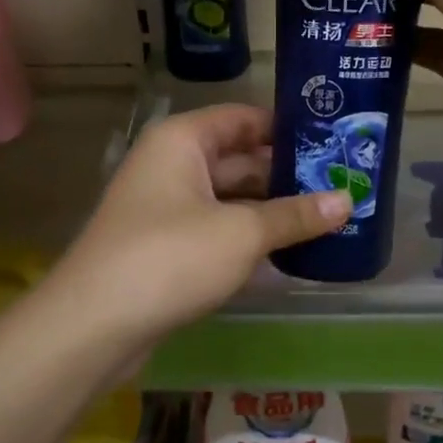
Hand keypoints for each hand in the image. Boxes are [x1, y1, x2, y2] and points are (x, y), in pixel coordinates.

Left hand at [49, 104, 351, 347]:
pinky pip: (216, 231)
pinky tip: (288, 252)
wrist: (95, 324)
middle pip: (238, 160)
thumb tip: (347, 200)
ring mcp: (165, 209)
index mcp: (182, 141)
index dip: (288, 128)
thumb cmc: (170, 258)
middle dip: (287, 175)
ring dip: (271, 211)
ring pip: (229, 200)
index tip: (335, 140)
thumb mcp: (241, 233)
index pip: (243, 118)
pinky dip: (248, 238)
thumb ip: (294, 216)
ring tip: (327, 219)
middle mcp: (171, 166)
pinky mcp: (165, 248)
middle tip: (343, 186)